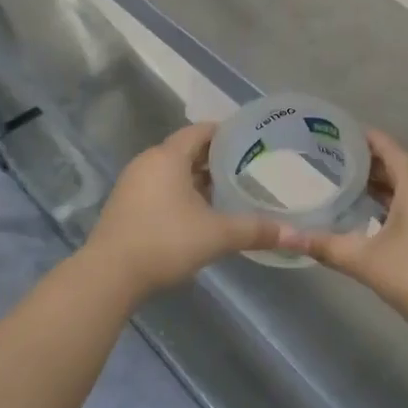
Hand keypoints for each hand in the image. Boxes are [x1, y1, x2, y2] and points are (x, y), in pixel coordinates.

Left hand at [77, 122, 286, 303]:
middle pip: (186, 151)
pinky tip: (199, 214)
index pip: (200, 131)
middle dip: (215, 159)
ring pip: (172, 172)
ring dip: (198, 179)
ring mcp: (133, 184)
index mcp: (168, 156)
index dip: (226, 133)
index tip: (251, 142)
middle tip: (247, 168)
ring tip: (228, 192)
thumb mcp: (216, 235)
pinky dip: (180, 194)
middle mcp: (148, 162)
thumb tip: (298, 236)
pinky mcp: (125, 206)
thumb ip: (256, 231)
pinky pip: (160, 188)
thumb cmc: (165, 241)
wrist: (109, 276)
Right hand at [283, 131, 407, 340]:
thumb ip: (325, 245)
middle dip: (366, 161)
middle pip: (396, 165)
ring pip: (406, 186)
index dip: (362, 137)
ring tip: (344, 184)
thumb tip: (285, 235)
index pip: (387, 147)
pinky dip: (392, 201)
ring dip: (379, 183)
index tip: (334, 132)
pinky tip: (370, 216)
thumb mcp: (365, 260)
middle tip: (329, 160)